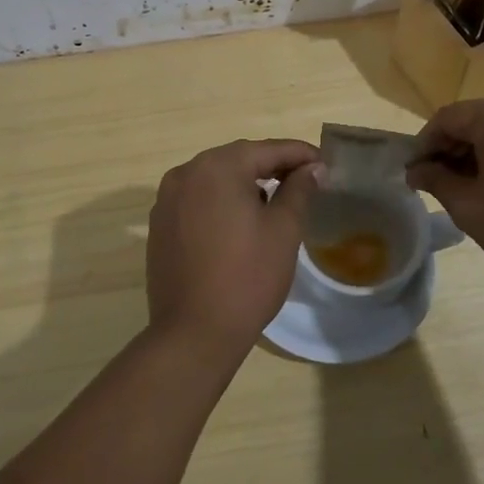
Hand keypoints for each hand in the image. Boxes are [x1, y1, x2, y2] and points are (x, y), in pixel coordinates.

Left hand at [145, 139, 320, 362]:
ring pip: (215, 179)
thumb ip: (299, 191)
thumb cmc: (247, 277)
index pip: (266, 150)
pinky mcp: (160, 224)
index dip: (299, 154)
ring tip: (275, 202)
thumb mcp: (283, 231)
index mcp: (217, 167)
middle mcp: (186, 173)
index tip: (324, 163)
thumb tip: (312, 169)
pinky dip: (221, 202)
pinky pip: (197, 200)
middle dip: (271, 167)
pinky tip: (239, 223)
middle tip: (304, 180)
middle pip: (237, 159)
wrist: (193, 333)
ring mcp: (167, 199)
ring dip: (245, 184)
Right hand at [407, 94, 483, 287]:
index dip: (424, 146)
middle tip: (439, 186)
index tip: (415, 176)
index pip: (446, 119)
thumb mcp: (470, 208)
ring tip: (471, 190)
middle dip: (452, 150)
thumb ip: (437, 181)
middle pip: (474, 119)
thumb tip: (417, 170)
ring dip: (479, 153)